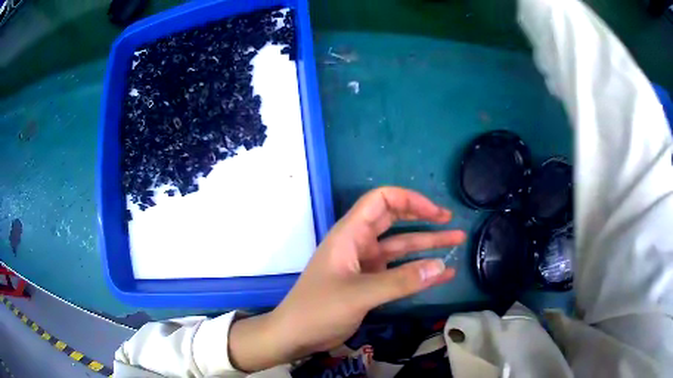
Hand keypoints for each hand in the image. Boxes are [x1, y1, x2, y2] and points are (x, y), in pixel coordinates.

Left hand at [229, 187, 465, 371]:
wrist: (295, 335)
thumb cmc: (318, 309)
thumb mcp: (359, 294)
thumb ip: (400, 281)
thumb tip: (441, 266)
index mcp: (350, 234)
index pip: (381, 200)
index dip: (410, 200)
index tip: (436, 213)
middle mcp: (359, 243)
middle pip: (394, 220)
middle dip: (423, 218)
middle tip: (450, 221)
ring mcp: (365, 264)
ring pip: (401, 247)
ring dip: (427, 244)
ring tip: (457, 241)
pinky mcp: (369, 283)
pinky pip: (399, 271)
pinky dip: (419, 271)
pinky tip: (442, 274)